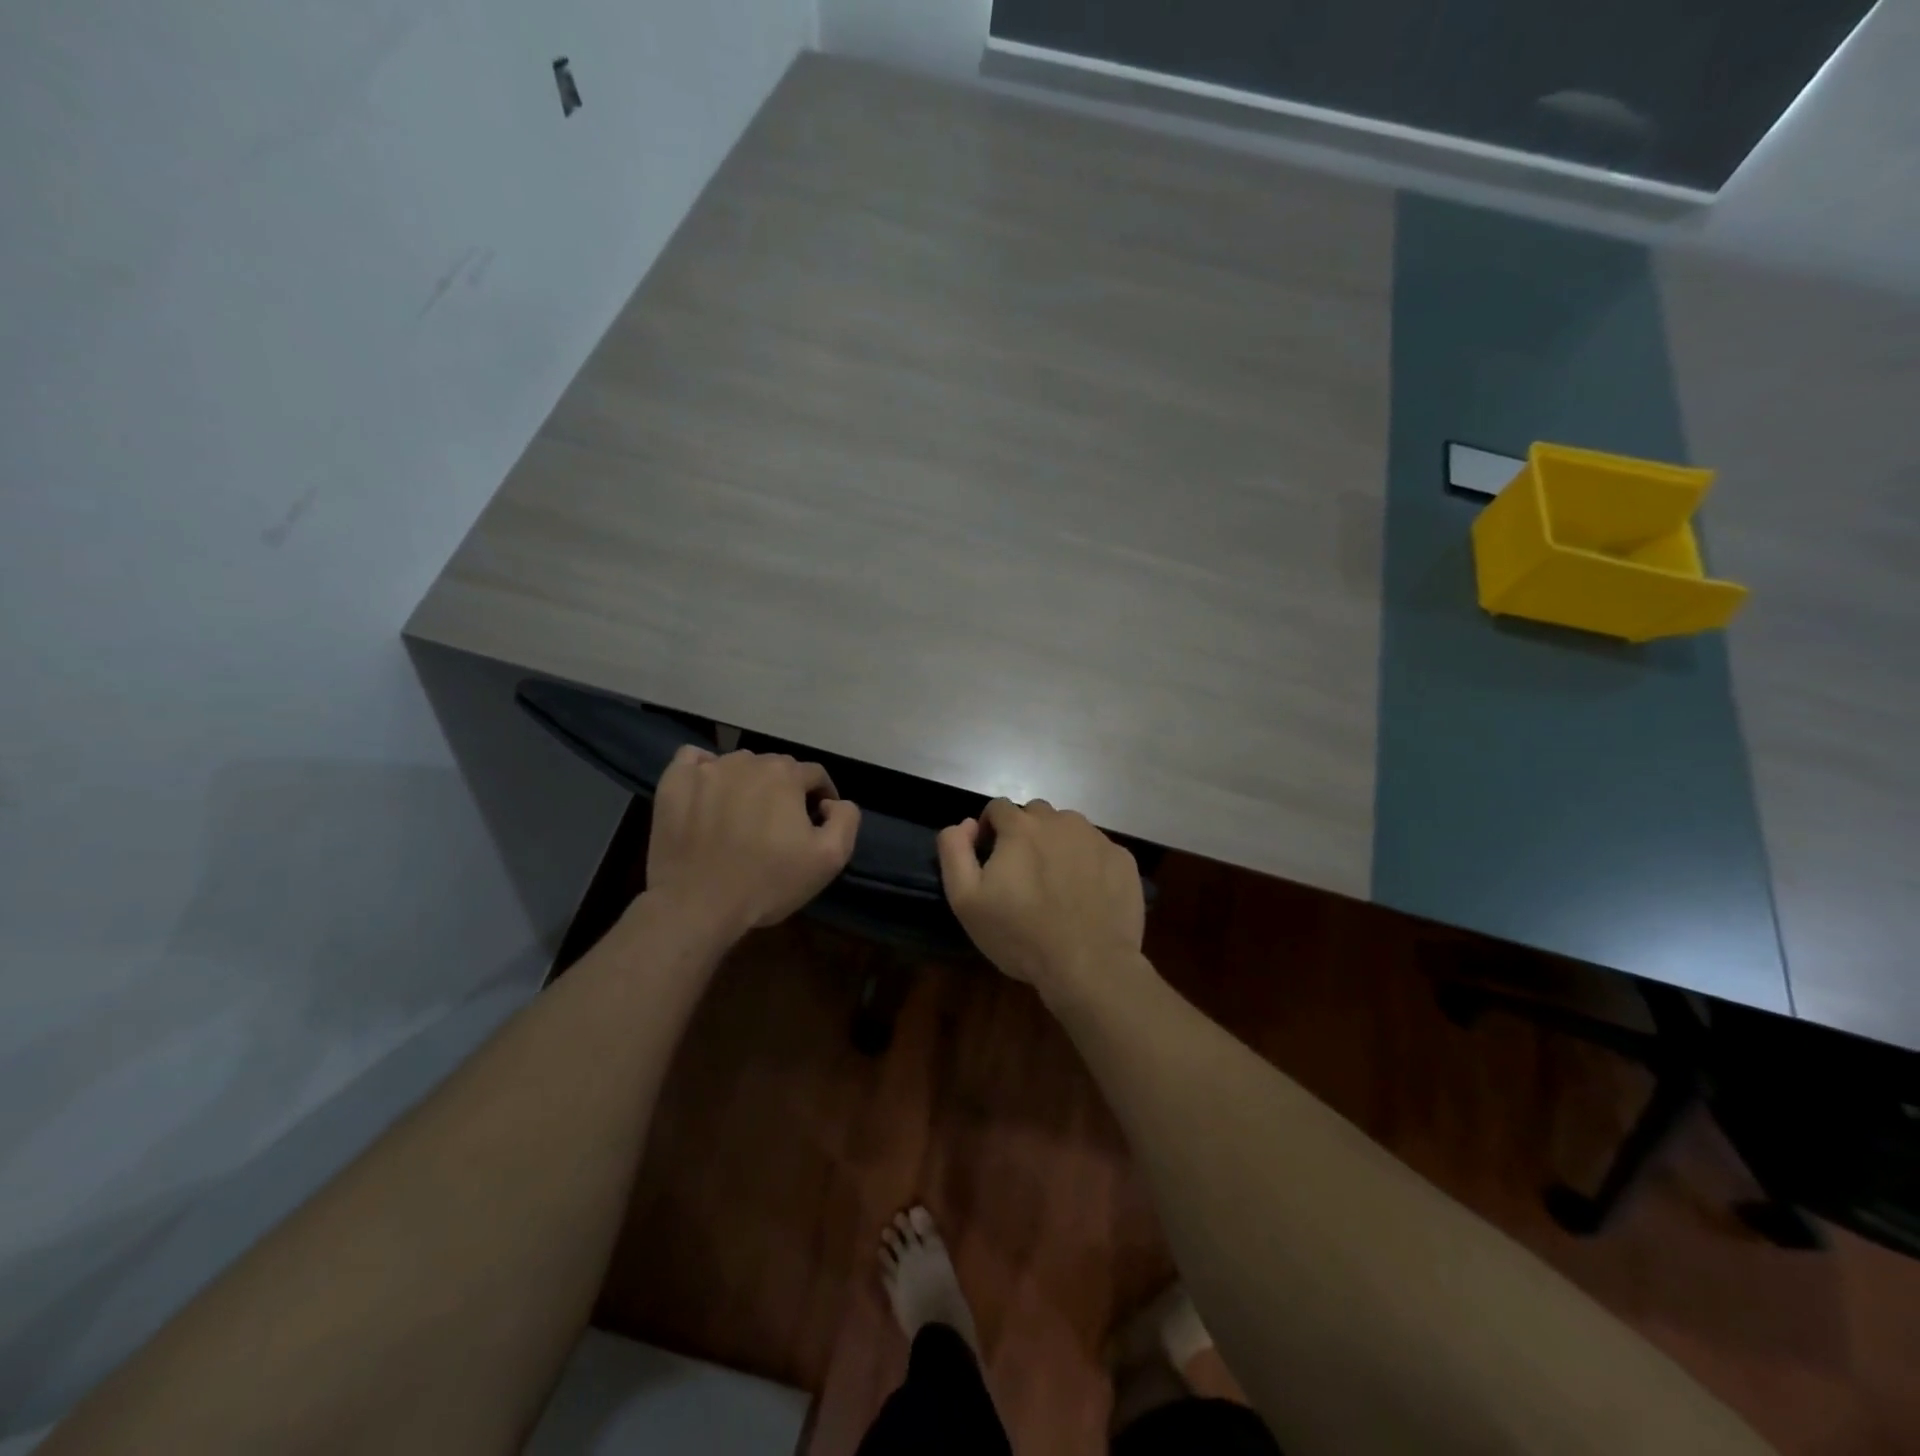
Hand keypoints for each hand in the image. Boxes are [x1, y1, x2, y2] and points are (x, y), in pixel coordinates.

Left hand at [644, 746, 860, 943]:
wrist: (697, 905)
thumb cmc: (767, 882)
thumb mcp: (829, 859)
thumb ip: (846, 819)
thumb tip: (833, 802)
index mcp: (786, 775)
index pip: (815, 775)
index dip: (821, 797)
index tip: (817, 822)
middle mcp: (747, 761)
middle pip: (776, 768)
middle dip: (784, 790)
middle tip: (779, 825)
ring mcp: (706, 770)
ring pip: (738, 765)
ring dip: (747, 784)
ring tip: (742, 816)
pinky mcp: (674, 783)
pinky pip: (693, 760)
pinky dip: (704, 771)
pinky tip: (707, 794)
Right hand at [936, 798, 1144, 998]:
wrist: (1089, 965)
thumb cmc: (1020, 935)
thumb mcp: (966, 900)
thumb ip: (954, 851)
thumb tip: (964, 824)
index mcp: (1021, 827)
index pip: (998, 808)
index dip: (989, 830)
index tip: (991, 860)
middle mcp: (1061, 821)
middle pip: (1035, 814)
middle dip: (1025, 834)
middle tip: (1024, 874)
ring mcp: (1096, 838)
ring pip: (1069, 828)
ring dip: (1058, 844)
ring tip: (1057, 884)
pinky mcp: (1123, 859)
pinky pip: (1098, 849)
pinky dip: (1088, 862)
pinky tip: (1086, 895)